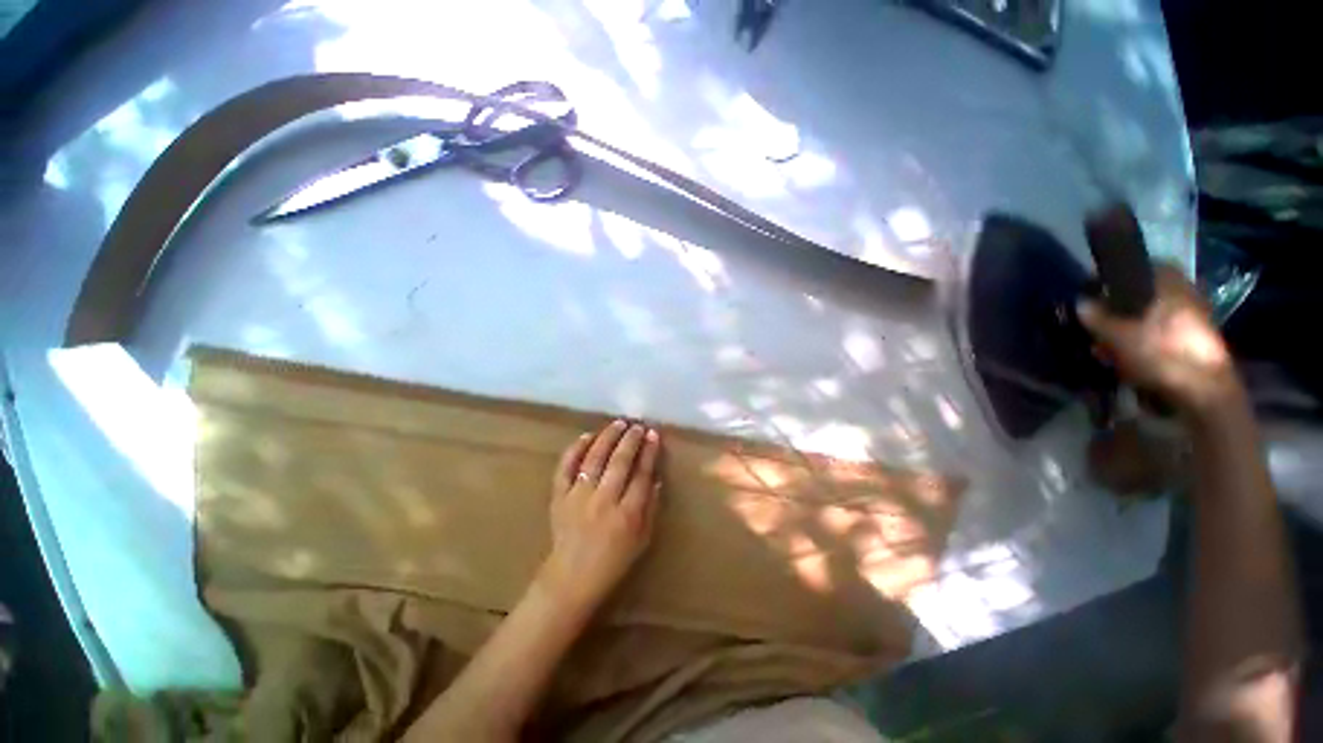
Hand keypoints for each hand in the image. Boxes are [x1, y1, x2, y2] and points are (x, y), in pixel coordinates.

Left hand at [540, 420, 662, 613]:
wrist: (571, 579)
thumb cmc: (613, 562)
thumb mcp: (642, 540)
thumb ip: (651, 508)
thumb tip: (655, 478)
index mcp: (627, 515)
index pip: (642, 474)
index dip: (649, 452)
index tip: (653, 434)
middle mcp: (603, 501)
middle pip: (619, 461)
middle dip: (631, 439)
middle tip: (637, 425)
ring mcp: (578, 497)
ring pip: (594, 459)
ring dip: (607, 437)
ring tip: (618, 423)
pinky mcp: (559, 497)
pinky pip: (565, 467)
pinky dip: (574, 449)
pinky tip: (586, 436)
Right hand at [1077, 264, 1238, 416]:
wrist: (1203, 391)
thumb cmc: (1160, 353)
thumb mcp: (1116, 334)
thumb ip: (1096, 316)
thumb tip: (1081, 301)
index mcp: (1170, 282)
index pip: (1139, 268)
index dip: (1116, 278)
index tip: (1095, 292)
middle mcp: (1185, 293)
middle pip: (1144, 295)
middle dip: (1120, 310)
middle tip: (1097, 326)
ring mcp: (1194, 319)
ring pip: (1151, 317)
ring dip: (1129, 330)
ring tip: (1107, 349)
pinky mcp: (1195, 342)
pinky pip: (1161, 336)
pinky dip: (1144, 344)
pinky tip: (1128, 361)